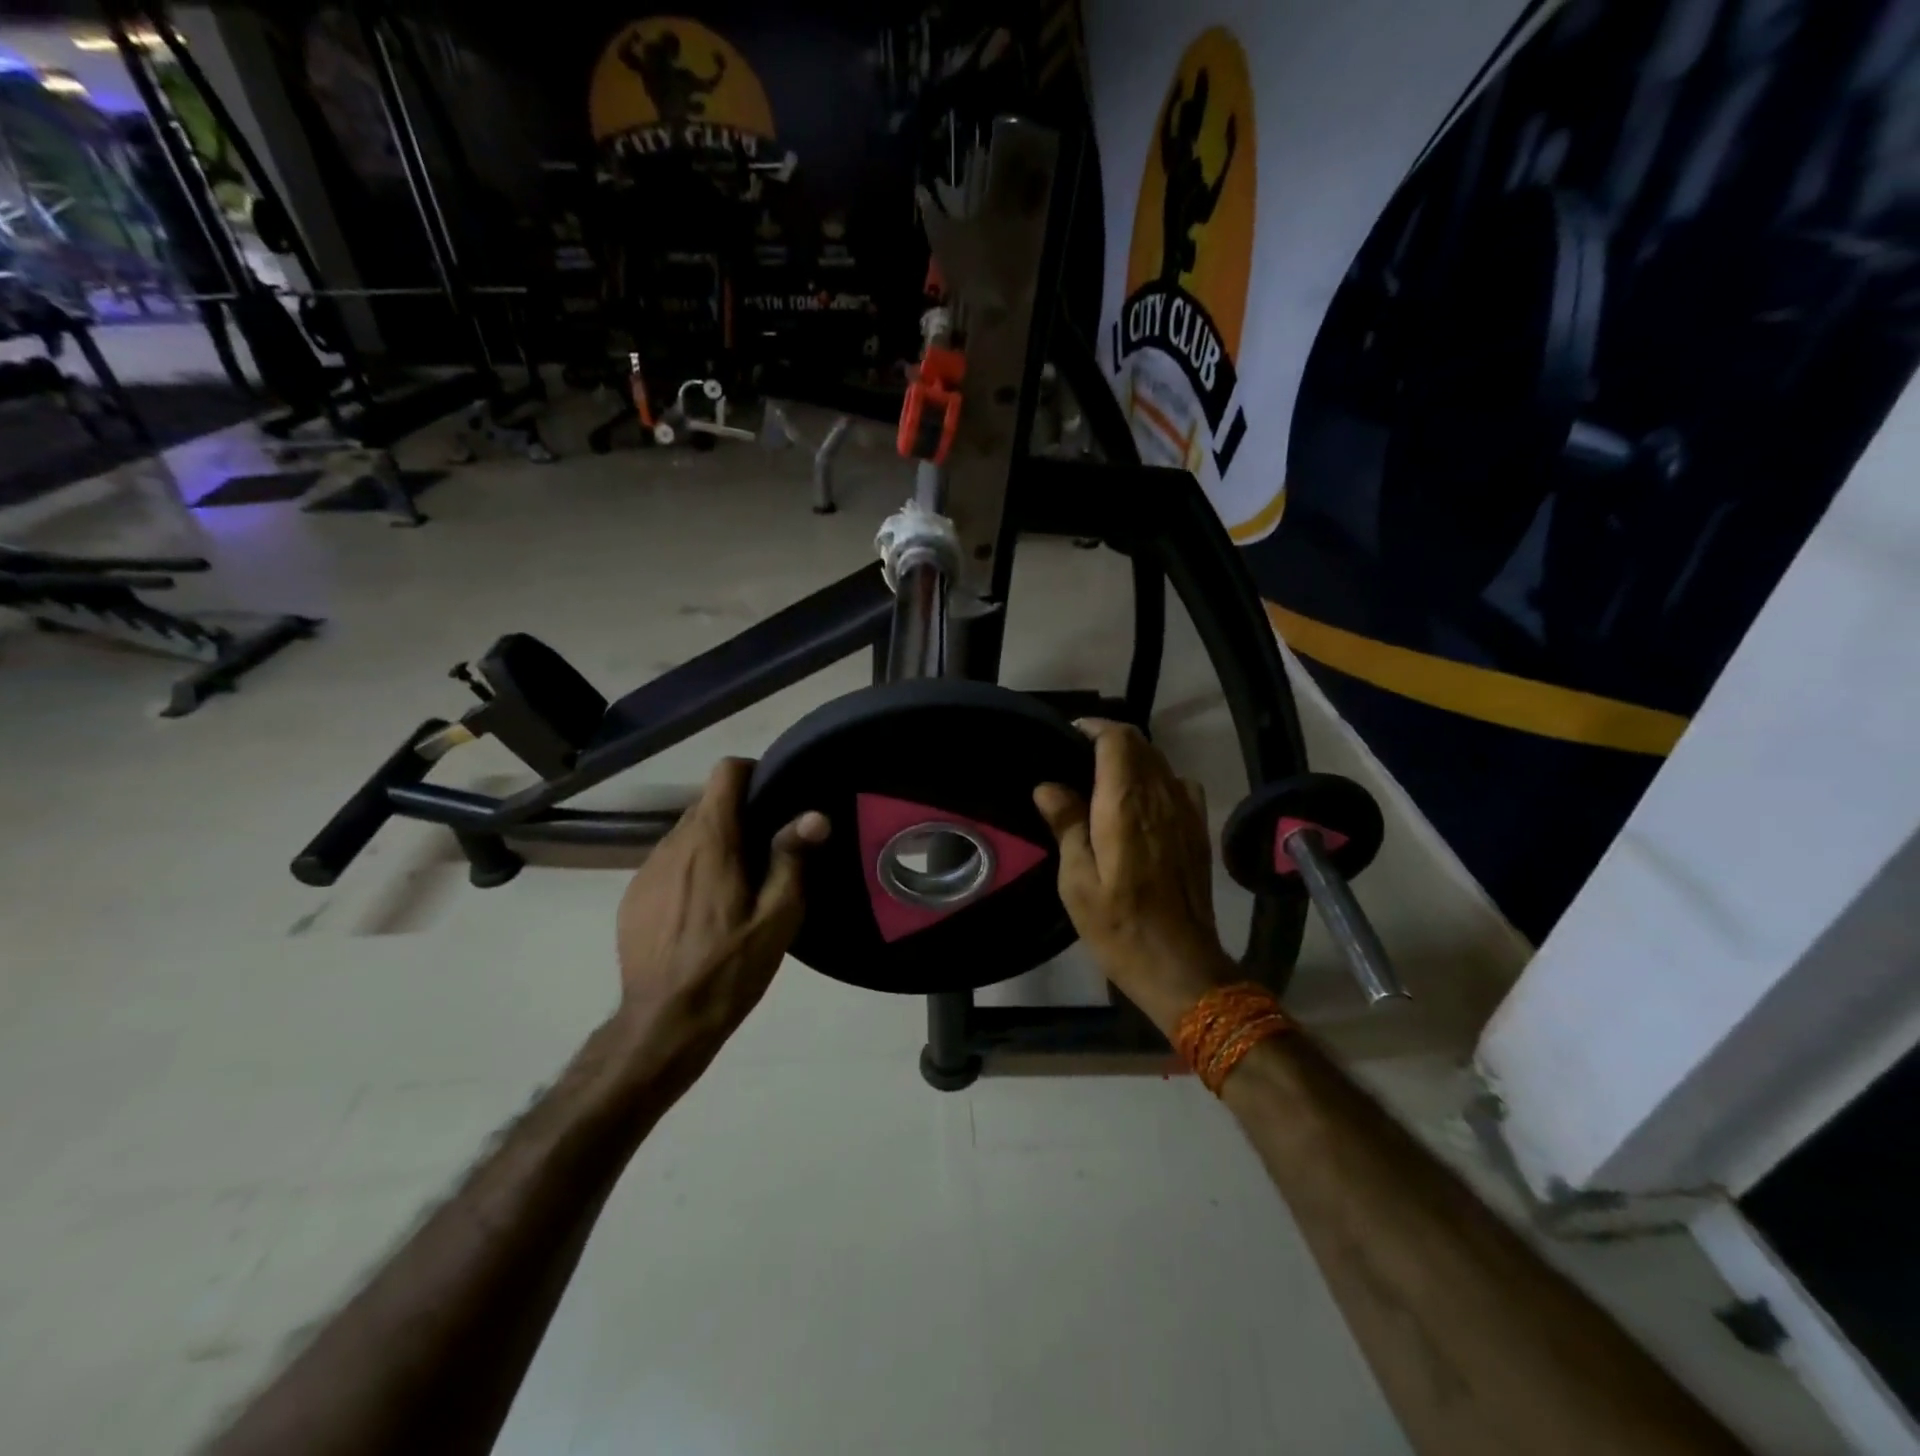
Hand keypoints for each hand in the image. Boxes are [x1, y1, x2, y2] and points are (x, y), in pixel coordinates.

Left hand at [614, 758, 827, 1059]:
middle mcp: (673, 844)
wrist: (663, 1023)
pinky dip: (690, 869)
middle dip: (739, 814)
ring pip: (686, 834)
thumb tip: (814, 815)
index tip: (775, 797)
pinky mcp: (633, 896)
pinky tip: (703, 910)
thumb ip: (792, 860)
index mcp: (711, 842)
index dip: (753, 773)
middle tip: (768, 850)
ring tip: (738, 882)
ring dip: (714, 843)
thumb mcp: (777, 918)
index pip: (725, 773)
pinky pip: (668, 863)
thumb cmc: (728, 968)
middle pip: (708, 803)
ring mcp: (647, 870)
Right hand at [1034, 721, 1235, 1034]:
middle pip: (1141, 744)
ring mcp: (1186, 812)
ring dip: (1132, 758)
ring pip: (1160, 761)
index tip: (1068, 734)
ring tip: (1103, 778)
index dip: (1094, 727)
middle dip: (1110, 740)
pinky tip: (1139, 803)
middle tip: (1077, 757)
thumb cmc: (1118, 925)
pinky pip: (1178, 784)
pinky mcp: (1198, 829)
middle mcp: (1162, 796)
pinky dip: (1155, 779)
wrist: (1179, 965)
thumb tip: (1048, 786)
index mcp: (1127, 804)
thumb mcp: (1077, 881)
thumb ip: (1066, 825)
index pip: (1119, 739)